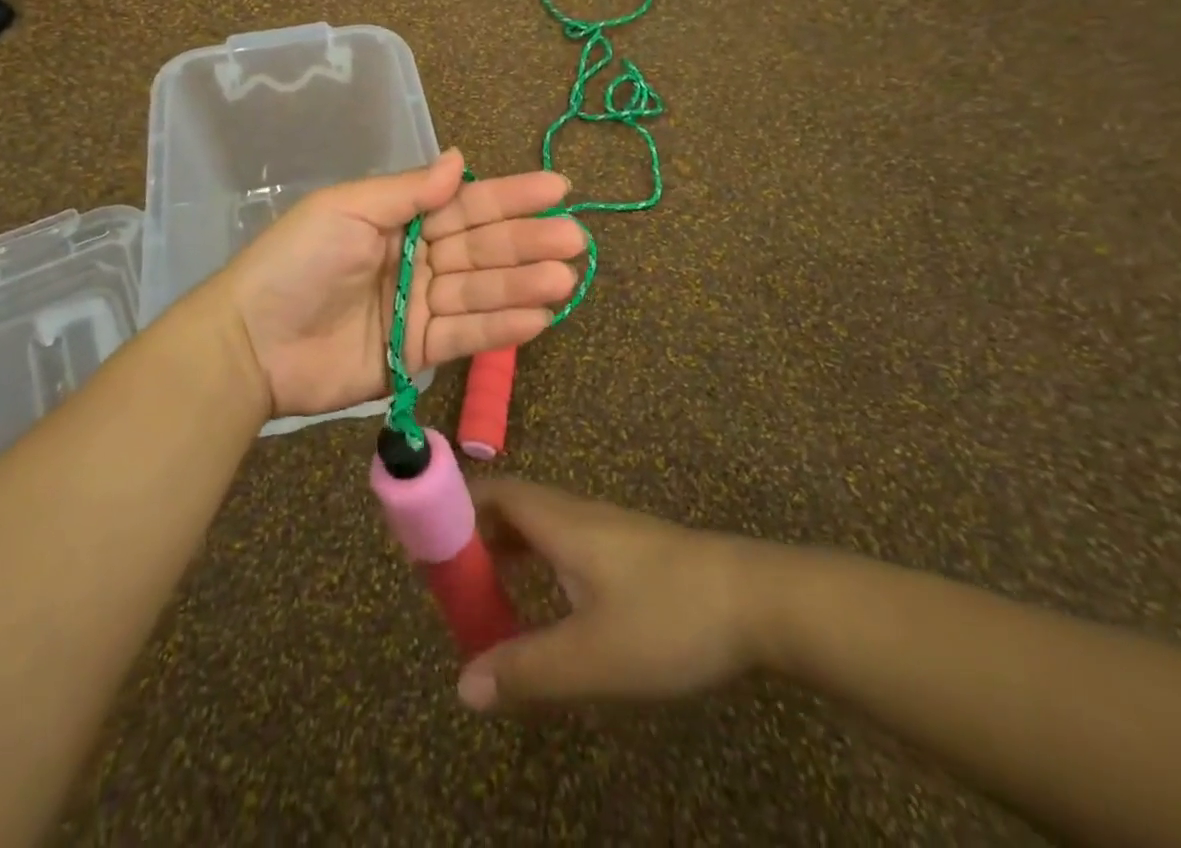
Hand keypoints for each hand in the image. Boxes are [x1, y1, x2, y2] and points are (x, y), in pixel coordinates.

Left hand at [221, 148, 586, 419]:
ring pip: (480, 291)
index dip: (511, 195)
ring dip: (523, 285)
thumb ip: (407, 191)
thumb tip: (459, 157)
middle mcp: (416, 259)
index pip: (465, 204)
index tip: (558, 187)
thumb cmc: (297, 261)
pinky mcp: (416, 352)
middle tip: (575, 239)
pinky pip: (465, 336)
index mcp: (399, 219)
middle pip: (481, 248)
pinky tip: (539, 318)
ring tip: (566, 279)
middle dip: (527, 241)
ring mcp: (418, 307)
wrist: (252, 341)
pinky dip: (501, 328)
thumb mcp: (347, 209)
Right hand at [457, 479, 800, 712]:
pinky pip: (562, 548)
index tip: (421, 541)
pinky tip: (545, 610)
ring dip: (504, 556)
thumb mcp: (593, 656)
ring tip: (483, 602)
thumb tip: (463, 686)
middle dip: (471, 539)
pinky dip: (536, 569)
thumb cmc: (669, 617)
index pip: (489, 493)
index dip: (451, 508)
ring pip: (537, 530)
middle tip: (445, 585)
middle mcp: (574, 515)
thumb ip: (527, 671)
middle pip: (508, 510)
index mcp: (557, 521)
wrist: (759, 601)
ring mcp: (604, 532)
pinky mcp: (628, 553)